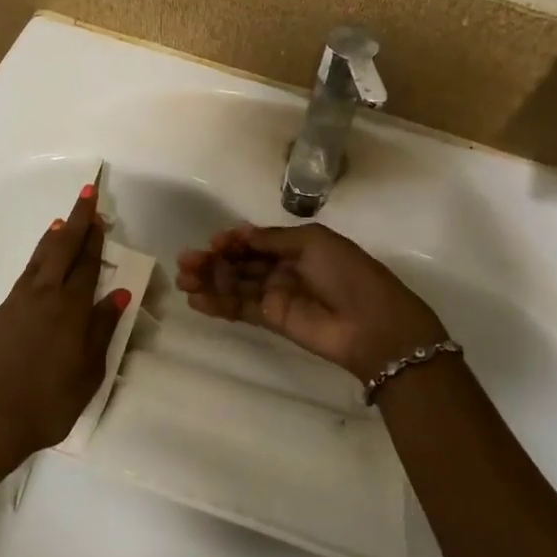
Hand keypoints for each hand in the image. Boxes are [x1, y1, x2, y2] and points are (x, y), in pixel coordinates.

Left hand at [0, 183, 130, 494]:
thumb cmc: (45, 405)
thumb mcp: (88, 374)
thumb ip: (102, 330)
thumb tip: (118, 293)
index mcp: (70, 309)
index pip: (87, 263)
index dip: (95, 237)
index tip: (100, 213)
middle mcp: (42, 297)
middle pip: (62, 249)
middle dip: (76, 221)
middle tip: (86, 195)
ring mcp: (13, 305)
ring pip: (37, 261)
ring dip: (52, 240)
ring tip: (60, 225)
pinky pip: (21, 282)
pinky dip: (34, 266)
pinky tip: (36, 274)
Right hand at [175, 223, 447, 382]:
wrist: (372, 323)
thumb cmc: (347, 273)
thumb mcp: (314, 242)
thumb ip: (274, 239)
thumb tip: (240, 233)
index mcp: (297, 245)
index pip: (256, 241)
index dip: (233, 240)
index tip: (213, 241)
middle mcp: (284, 268)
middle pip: (240, 263)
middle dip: (213, 260)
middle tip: (185, 261)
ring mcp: (277, 295)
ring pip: (236, 285)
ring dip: (209, 281)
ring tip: (184, 279)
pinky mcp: (273, 320)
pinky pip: (241, 309)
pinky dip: (219, 304)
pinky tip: (197, 299)